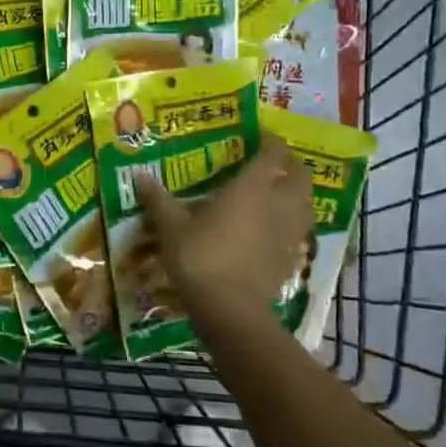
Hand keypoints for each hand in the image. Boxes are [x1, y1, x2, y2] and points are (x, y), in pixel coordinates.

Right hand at [135, 135, 311, 334]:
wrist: (230, 311)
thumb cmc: (200, 257)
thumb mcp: (171, 227)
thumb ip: (158, 200)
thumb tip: (139, 175)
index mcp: (251, 188)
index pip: (273, 153)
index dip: (271, 141)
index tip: (260, 136)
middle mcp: (277, 205)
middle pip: (301, 177)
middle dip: (292, 166)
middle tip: (274, 163)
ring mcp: (288, 234)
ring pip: (306, 205)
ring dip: (297, 195)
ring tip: (278, 194)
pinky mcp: (291, 261)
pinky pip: (298, 233)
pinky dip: (291, 225)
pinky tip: (273, 231)